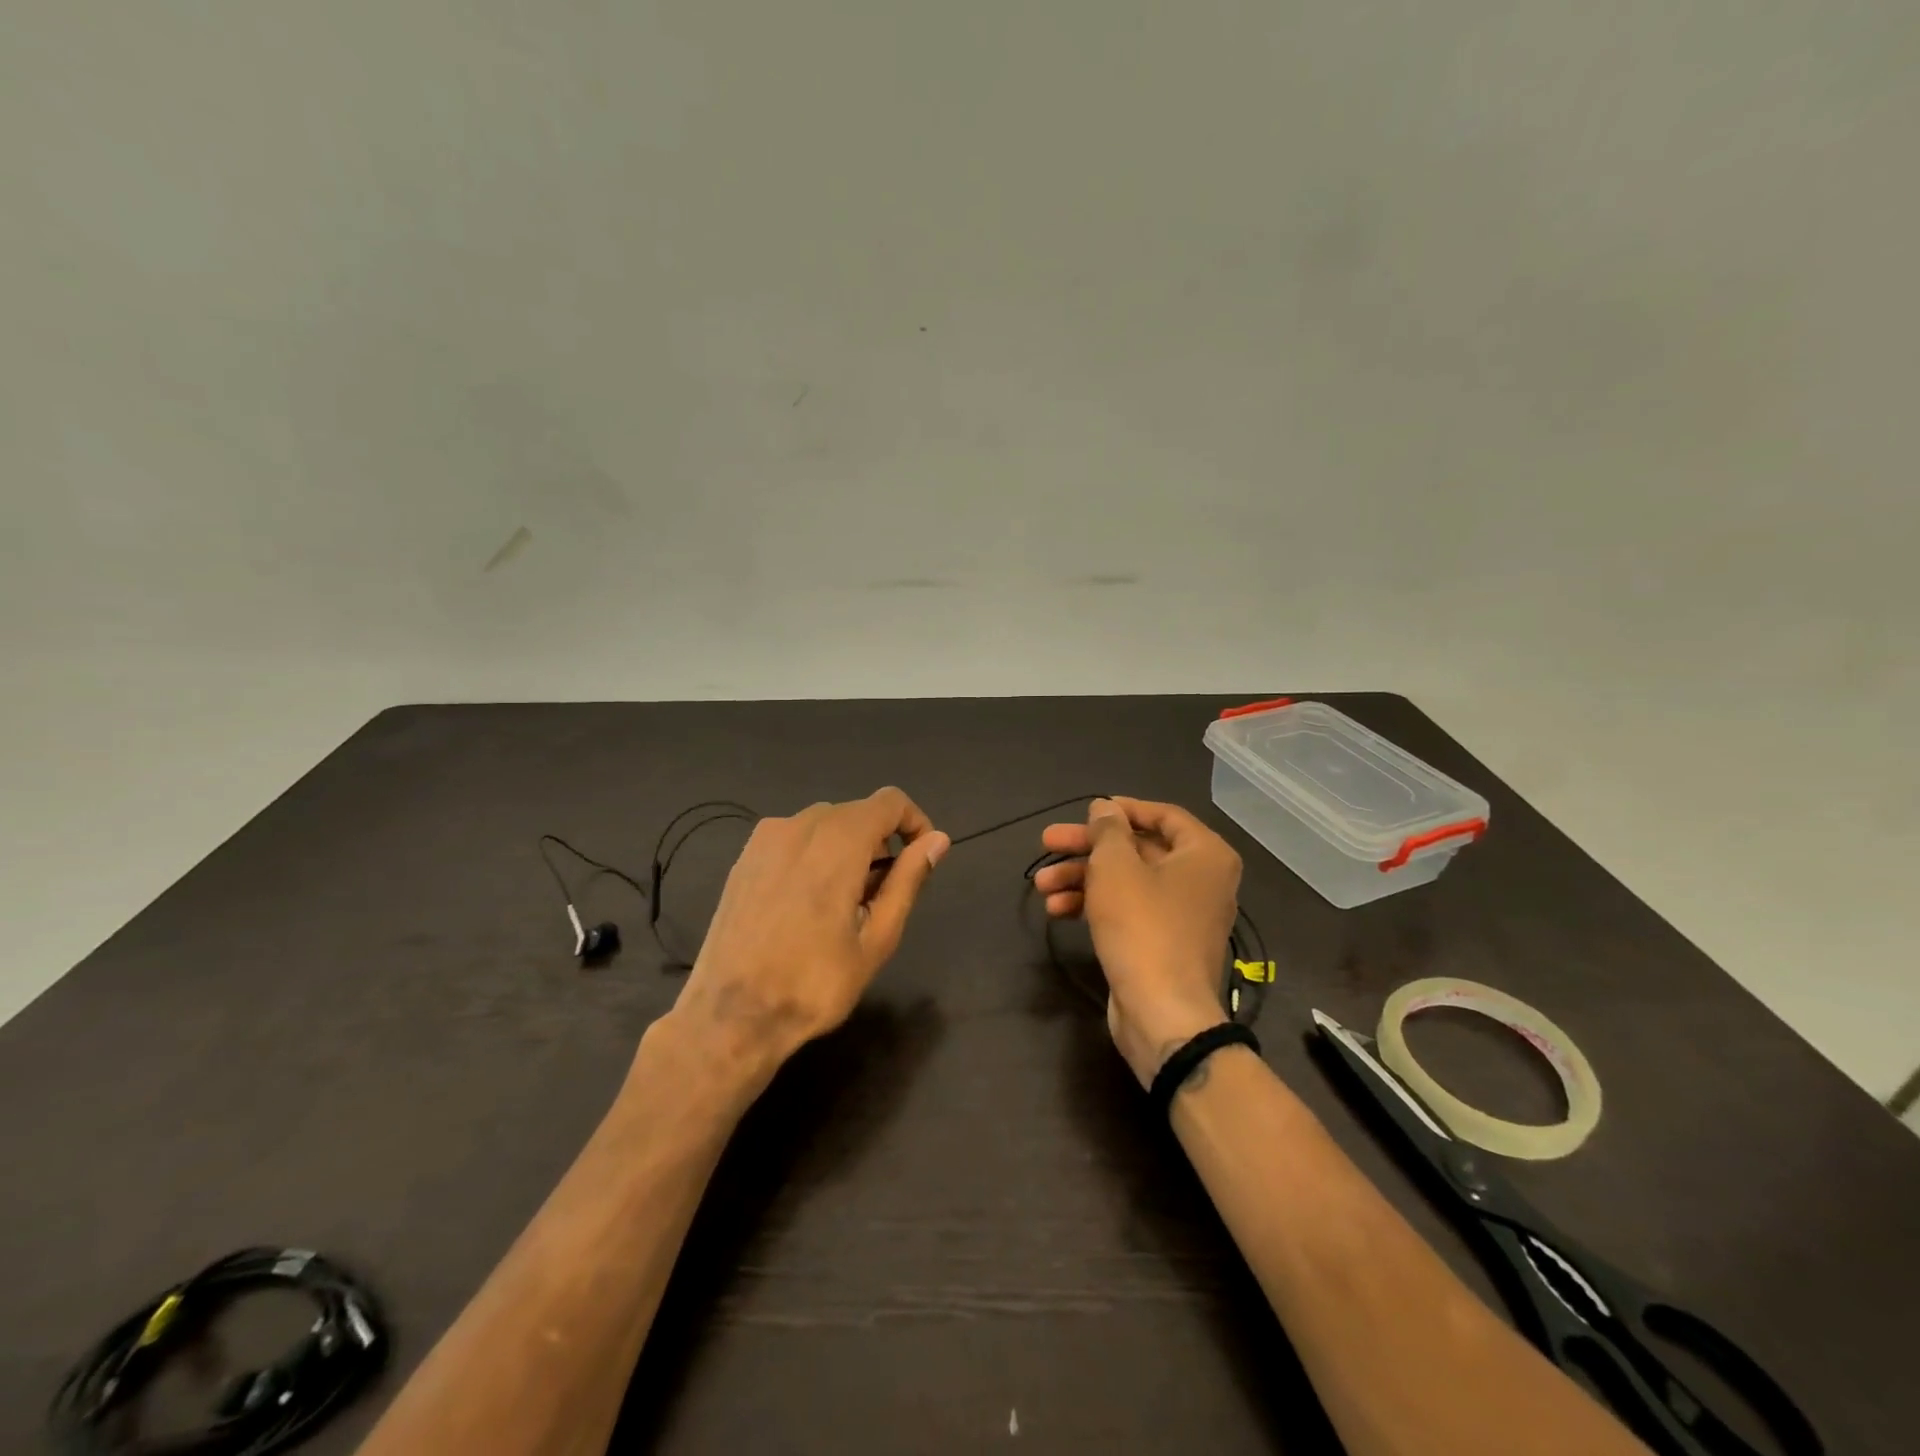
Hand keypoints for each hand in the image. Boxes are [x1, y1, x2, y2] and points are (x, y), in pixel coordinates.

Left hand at [663, 788, 949, 1091]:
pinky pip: (793, 838)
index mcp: (838, 841)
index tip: (920, 859)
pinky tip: (806, 903)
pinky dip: (814, 855)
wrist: (730, 1016)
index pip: (890, 801)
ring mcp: (765, 839)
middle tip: (880, 897)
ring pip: (824, 824)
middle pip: (857, 812)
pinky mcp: (744, 858)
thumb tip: (938, 840)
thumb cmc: (814, 983)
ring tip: (844, 904)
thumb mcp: (876, 938)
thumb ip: (908, 880)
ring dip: (847, 849)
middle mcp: (800, 825)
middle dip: (880, 842)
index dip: (915, 822)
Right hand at [1035, 797, 1241, 1087]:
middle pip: (1138, 849)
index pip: (1162, 815)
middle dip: (1088, 848)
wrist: (1162, 1014)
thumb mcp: (1115, 867)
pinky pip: (1129, 911)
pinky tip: (1058, 910)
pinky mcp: (1164, 944)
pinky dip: (1096, 905)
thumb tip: (1105, 808)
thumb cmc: (1143, 926)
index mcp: (1205, 854)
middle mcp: (1201, 880)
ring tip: (1041, 885)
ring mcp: (1183, 915)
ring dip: (1083, 878)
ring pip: (1128, 882)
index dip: (1120, 810)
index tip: (1084, 811)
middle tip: (1047, 843)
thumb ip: (1107, 830)